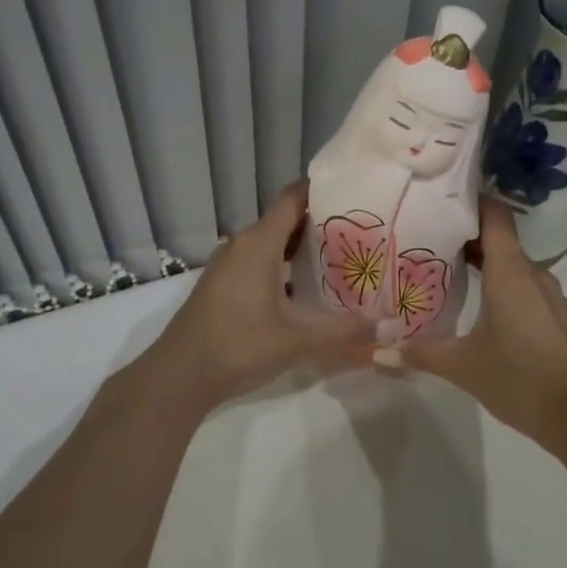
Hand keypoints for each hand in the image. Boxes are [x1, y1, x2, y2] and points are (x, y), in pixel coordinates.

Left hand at [123, 182, 374, 411]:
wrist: (178, 377)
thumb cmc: (238, 346)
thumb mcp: (297, 340)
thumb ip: (343, 330)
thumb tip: (388, 324)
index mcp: (259, 243)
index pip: (293, 198)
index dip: (323, 190)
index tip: (356, 191)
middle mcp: (242, 245)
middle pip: (286, 220)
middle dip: (321, 223)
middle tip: (362, 231)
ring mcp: (228, 264)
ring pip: (271, 243)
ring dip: (302, 247)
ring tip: (342, 258)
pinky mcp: (222, 284)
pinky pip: (259, 261)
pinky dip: (284, 265)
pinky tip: (307, 288)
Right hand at [394, 198, 566, 446]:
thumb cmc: (519, 378)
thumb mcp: (462, 366)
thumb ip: (420, 353)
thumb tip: (377, 351)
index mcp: (510, 271)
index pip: (494, 214)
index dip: (470, 200)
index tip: (440, 200)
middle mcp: (533, 274)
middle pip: (499, 239)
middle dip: (466, 237)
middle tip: (428, 240)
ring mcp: (551, 296)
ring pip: (513, 266)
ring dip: (485, 265)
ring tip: (449, 272)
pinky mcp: (558, 317)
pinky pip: (526, 288)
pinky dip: (503, 287)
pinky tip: (482, 308)